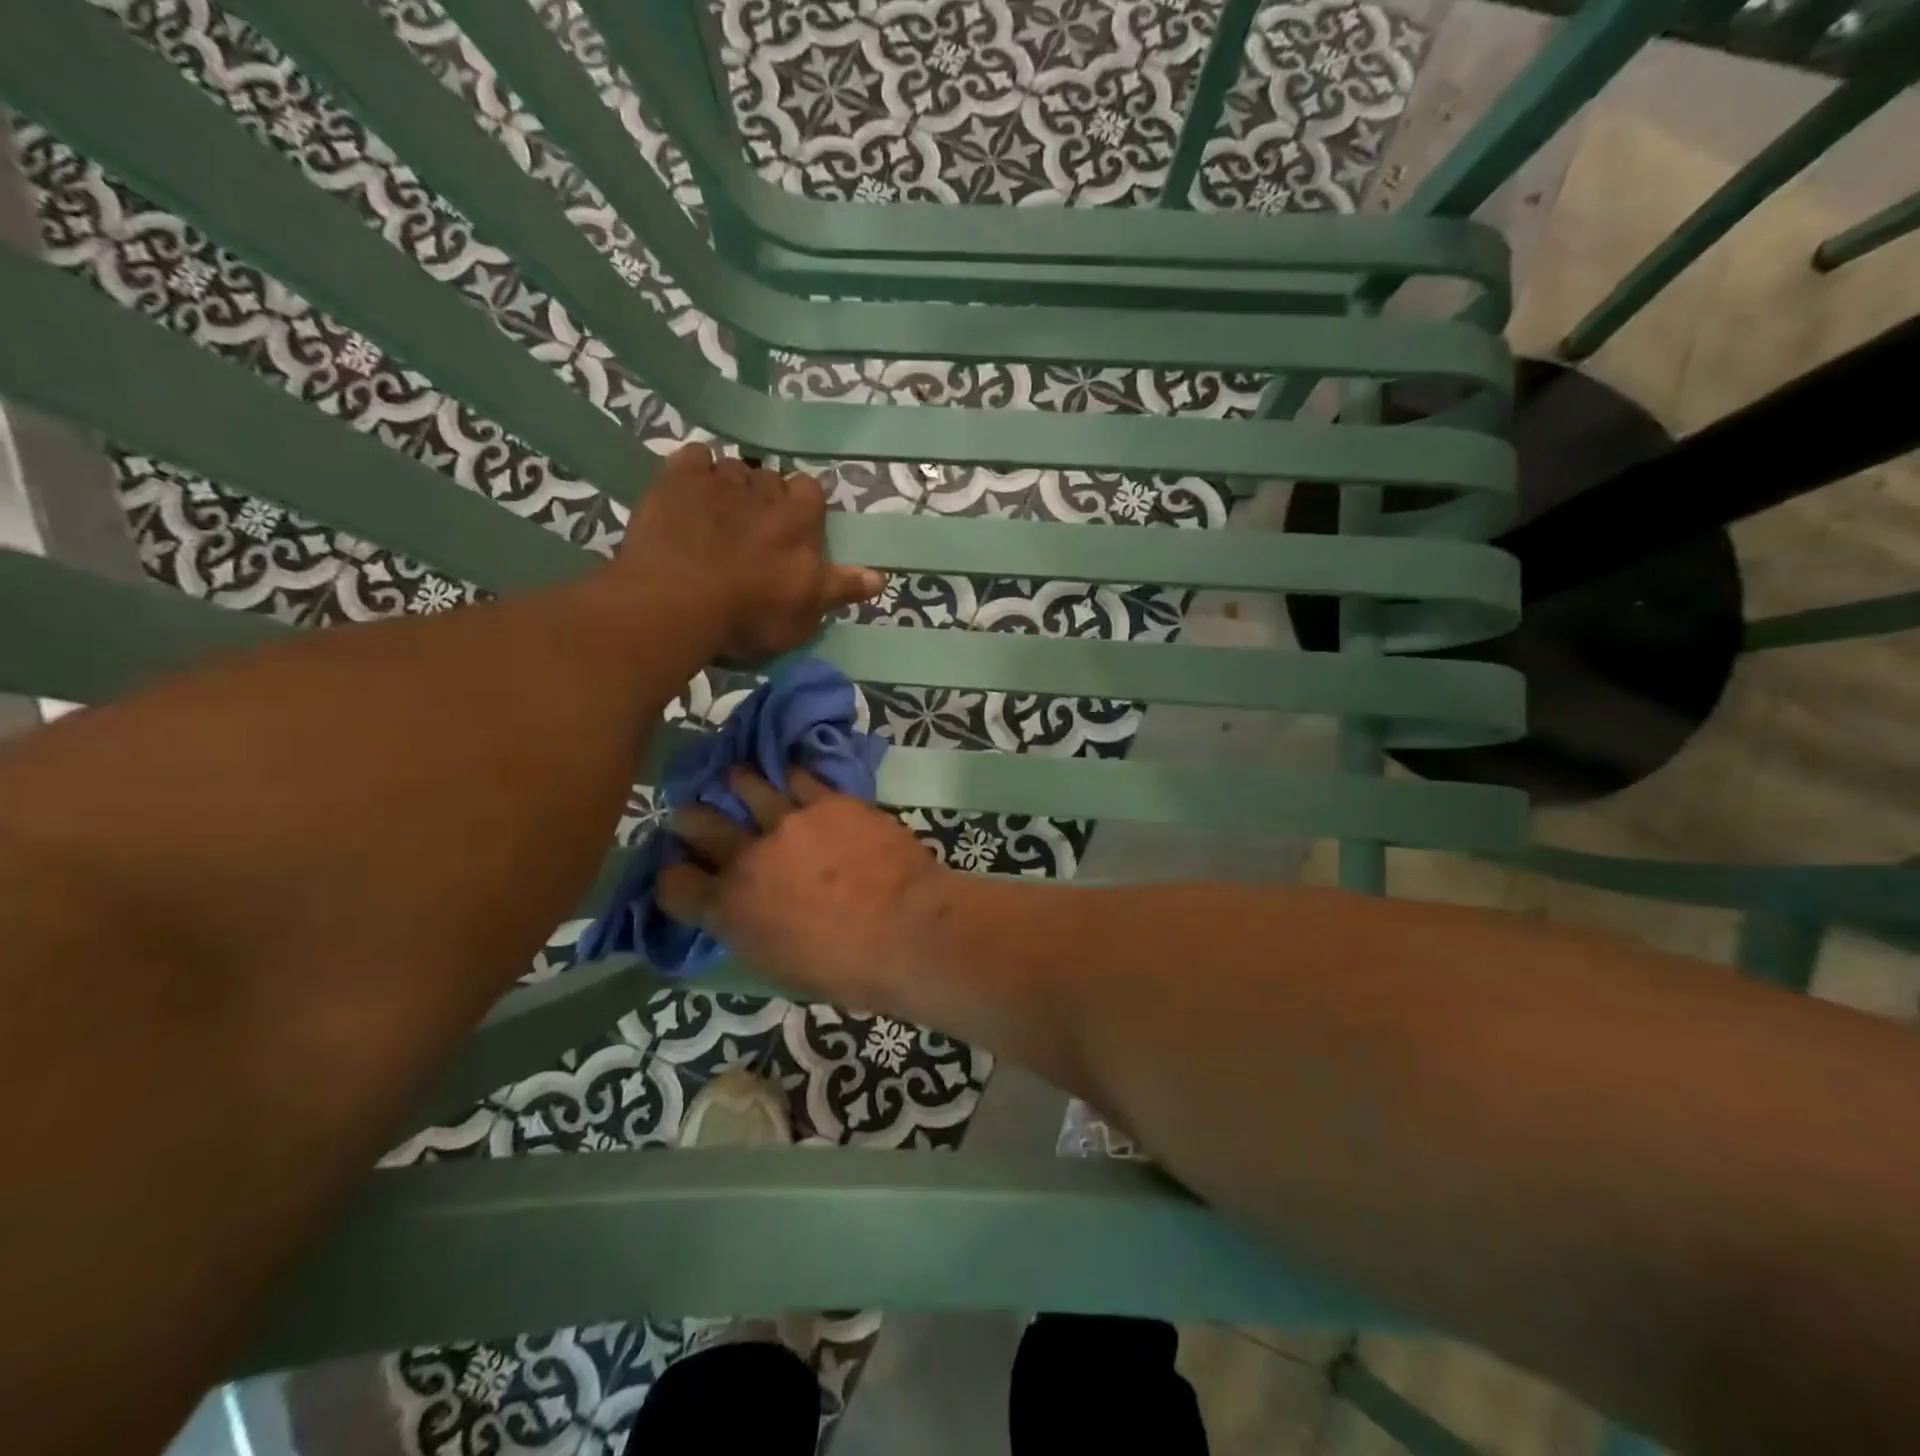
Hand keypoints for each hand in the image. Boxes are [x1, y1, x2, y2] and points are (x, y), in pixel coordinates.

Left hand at [618, 442, 884, 658]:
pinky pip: (693, 456)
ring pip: (733, 467)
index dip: (804, 507)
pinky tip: (690, 491)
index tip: (796, 528)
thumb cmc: (750, 613)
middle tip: (754, 528)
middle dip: (766, 496)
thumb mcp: (806, 613)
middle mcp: (764, 489)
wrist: (677, 603)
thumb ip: (841, 588)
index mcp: (799, 518)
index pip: (812, 491)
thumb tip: (880, 576)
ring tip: (719, 514)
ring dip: (731, 484)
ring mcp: (718, 481)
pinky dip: (695, 470)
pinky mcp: (676, 480)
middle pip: (772, 478)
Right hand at [656, 768, 945, 1010]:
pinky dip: (790, 775)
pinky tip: (789, 773)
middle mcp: (747, 857)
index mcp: (729, 910)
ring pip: (746, 783)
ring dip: (737, 782)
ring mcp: (788, 821)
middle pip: (699, 823)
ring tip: (738, 778)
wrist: (907, 930)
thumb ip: (749, 930)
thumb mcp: (778, 965)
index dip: (673, 878)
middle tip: (691, 813)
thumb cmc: (847, 970)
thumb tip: (744, 913)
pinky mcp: (829, 800)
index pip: (674, 885)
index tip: (682, 874)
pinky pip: (799, 776)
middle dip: (689, 818)